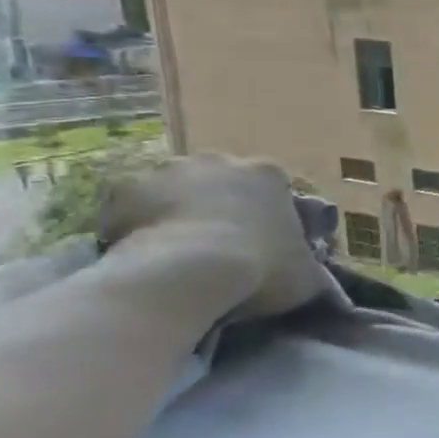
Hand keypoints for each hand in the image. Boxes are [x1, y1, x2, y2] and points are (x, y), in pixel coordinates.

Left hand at [98, 155, 330, 319]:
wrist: (187, 274)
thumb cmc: (261, 269)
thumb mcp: (306, 276)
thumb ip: (312, 268)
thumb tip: (314, 275)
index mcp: (270, 174)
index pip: (274, 188)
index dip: (268, 215)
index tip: (262, 242)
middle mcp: (221, 161)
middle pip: (221, 181)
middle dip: (220, 206)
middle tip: (218, 245)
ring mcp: (169, 171)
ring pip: (175, 188)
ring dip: (177, 210)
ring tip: (176, 250)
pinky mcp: (124, 189)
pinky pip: (130, 206)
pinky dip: (134, 223)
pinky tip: (141, 251)